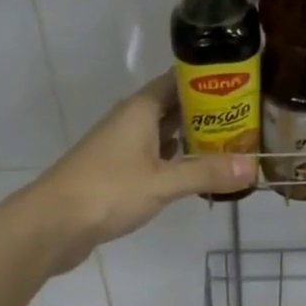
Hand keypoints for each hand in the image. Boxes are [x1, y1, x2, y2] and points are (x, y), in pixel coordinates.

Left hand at [23, 74, 256, 275]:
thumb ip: (206, 173)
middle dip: (207, 113)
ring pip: (163, 133)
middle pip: (174, 107)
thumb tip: (254, 167)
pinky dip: (174, 160)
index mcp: (140, 110)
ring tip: (230, 144)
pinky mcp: (116, 171)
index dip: (209, 80)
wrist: (52, 224)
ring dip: (191, 138)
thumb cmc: (107, 192)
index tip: (242, 85)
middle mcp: (130, 121)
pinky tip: (194, 172)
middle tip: (247, 119)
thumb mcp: (162, 182)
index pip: (178, 81)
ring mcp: (121, 146)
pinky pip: (153, 156)